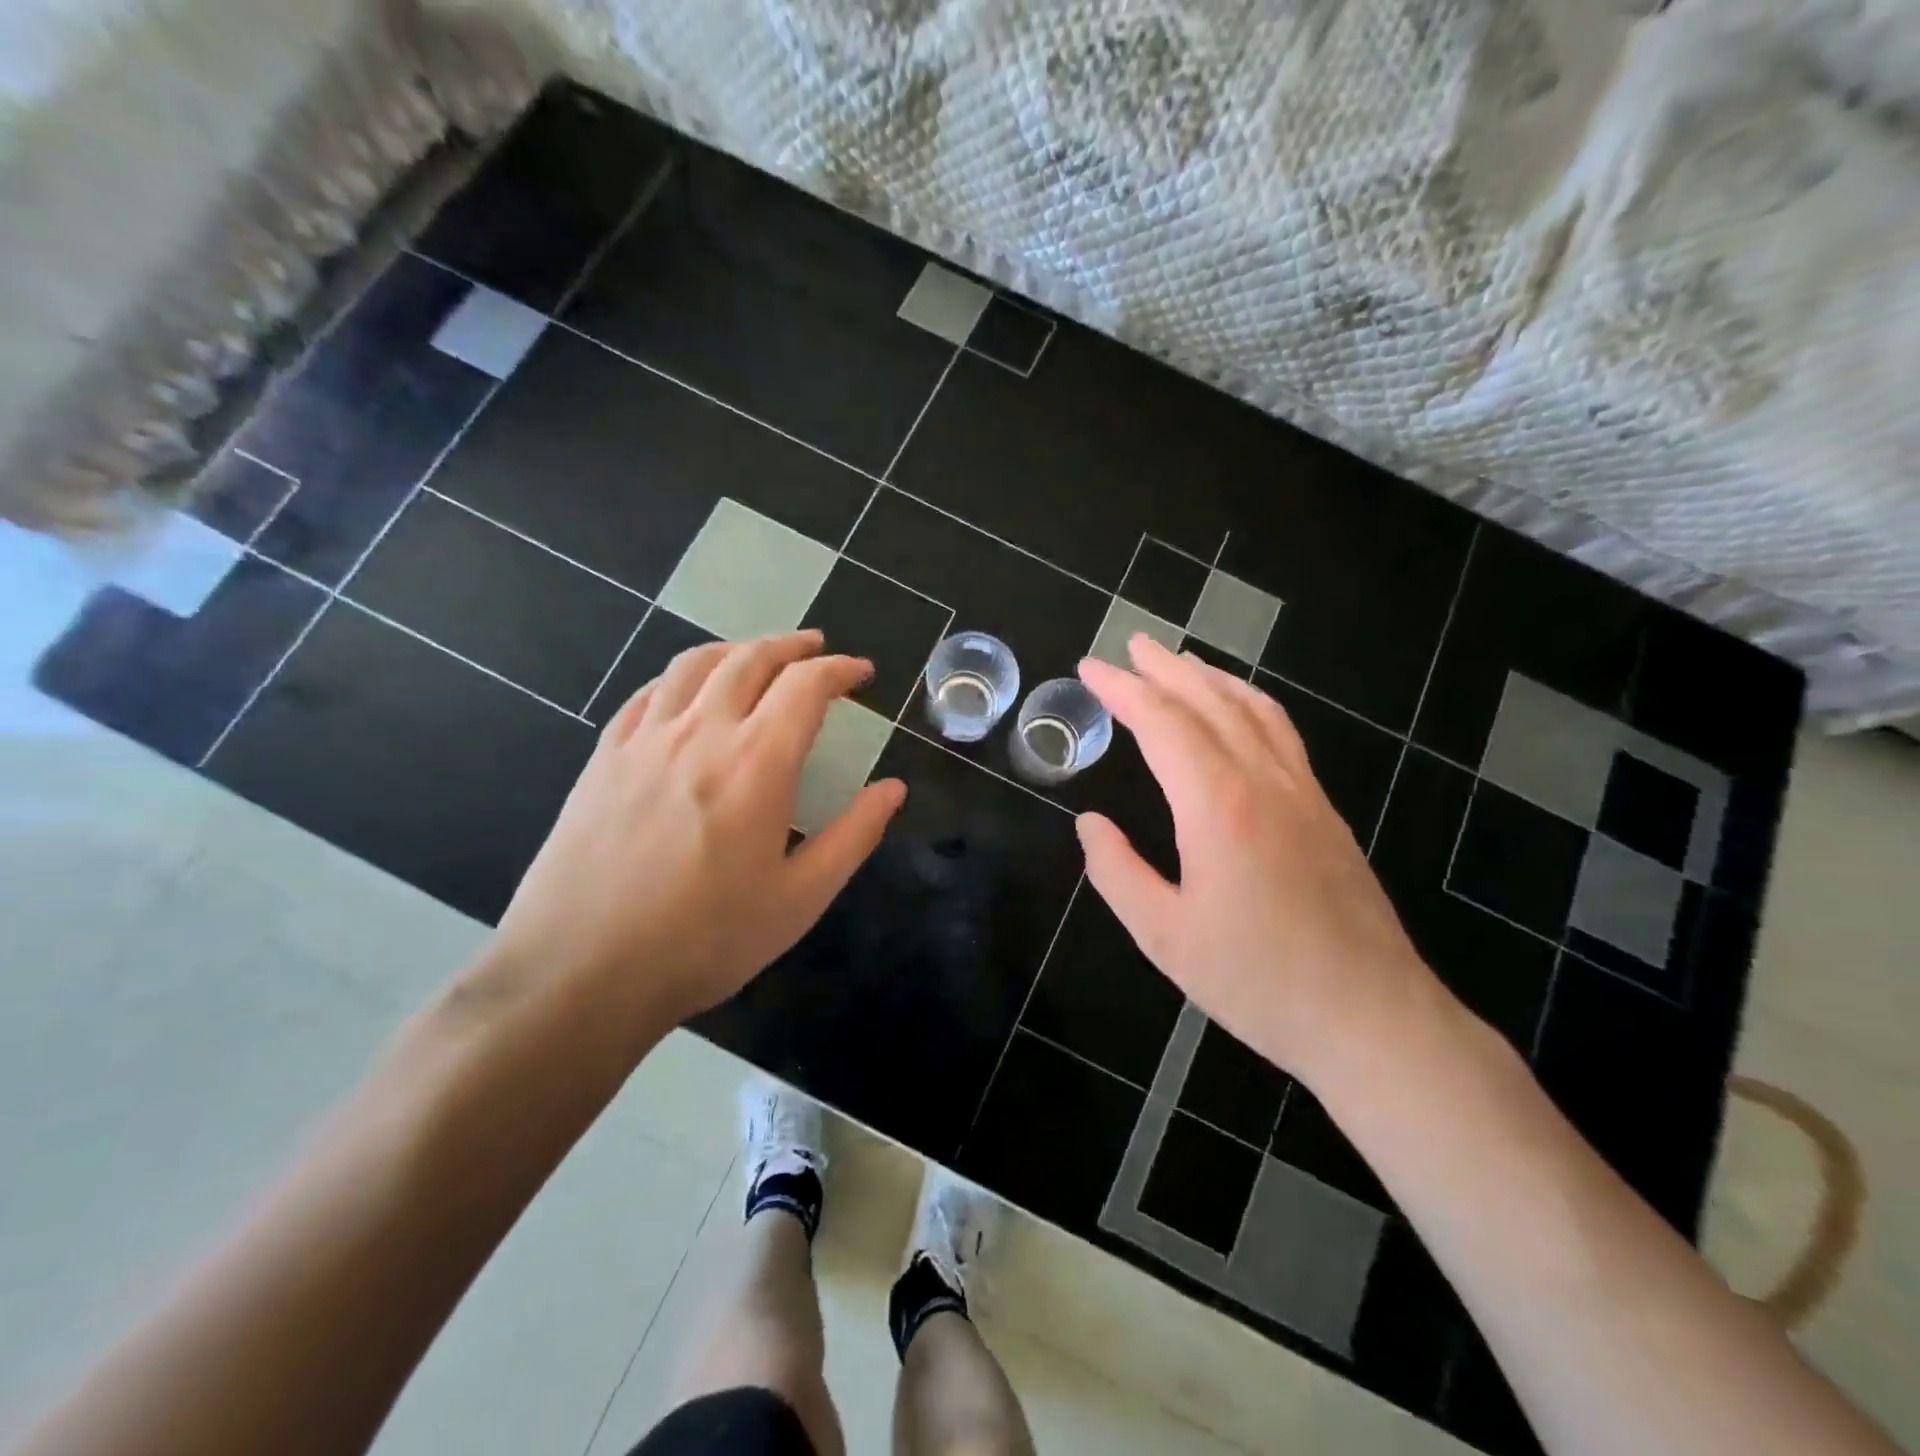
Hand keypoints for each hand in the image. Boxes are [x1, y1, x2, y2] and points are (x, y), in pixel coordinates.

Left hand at [485, 630, 905, 1034]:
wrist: (579, 972)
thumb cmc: (705, 940)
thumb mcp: (800, 898)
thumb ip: (854, 835)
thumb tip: (893, 789)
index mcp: (757, 762)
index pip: (806, 686)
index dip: (840, 670)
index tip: (861, 673)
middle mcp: (702, 732)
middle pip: (751, 659)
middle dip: (791, 646)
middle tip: (816, 649)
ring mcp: (644, 740)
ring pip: (695, 665)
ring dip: (736, 649)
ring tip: (758, 655)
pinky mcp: (604, 758)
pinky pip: (647, 694)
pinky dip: (681, 677)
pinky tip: (687, 691)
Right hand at [1075, 635, 1446, 1088]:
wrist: (1371, 1018)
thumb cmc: (1258, 982)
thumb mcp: (1164, 936)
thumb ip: (1117, 872)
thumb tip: (1089, 824)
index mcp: (1219, 806)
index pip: (1163, 724)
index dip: (1123, 691)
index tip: (1090, 668)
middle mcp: (1264, 782)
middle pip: (1211, 702)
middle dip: (1166, 668)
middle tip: (1131, 645)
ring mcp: (1303, 793)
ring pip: (1255, 710)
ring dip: (1212, 677)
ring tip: (1180, 662)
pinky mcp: (1325, 812)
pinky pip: (1282, 734)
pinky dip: (1250, 703)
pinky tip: (1239, 711)